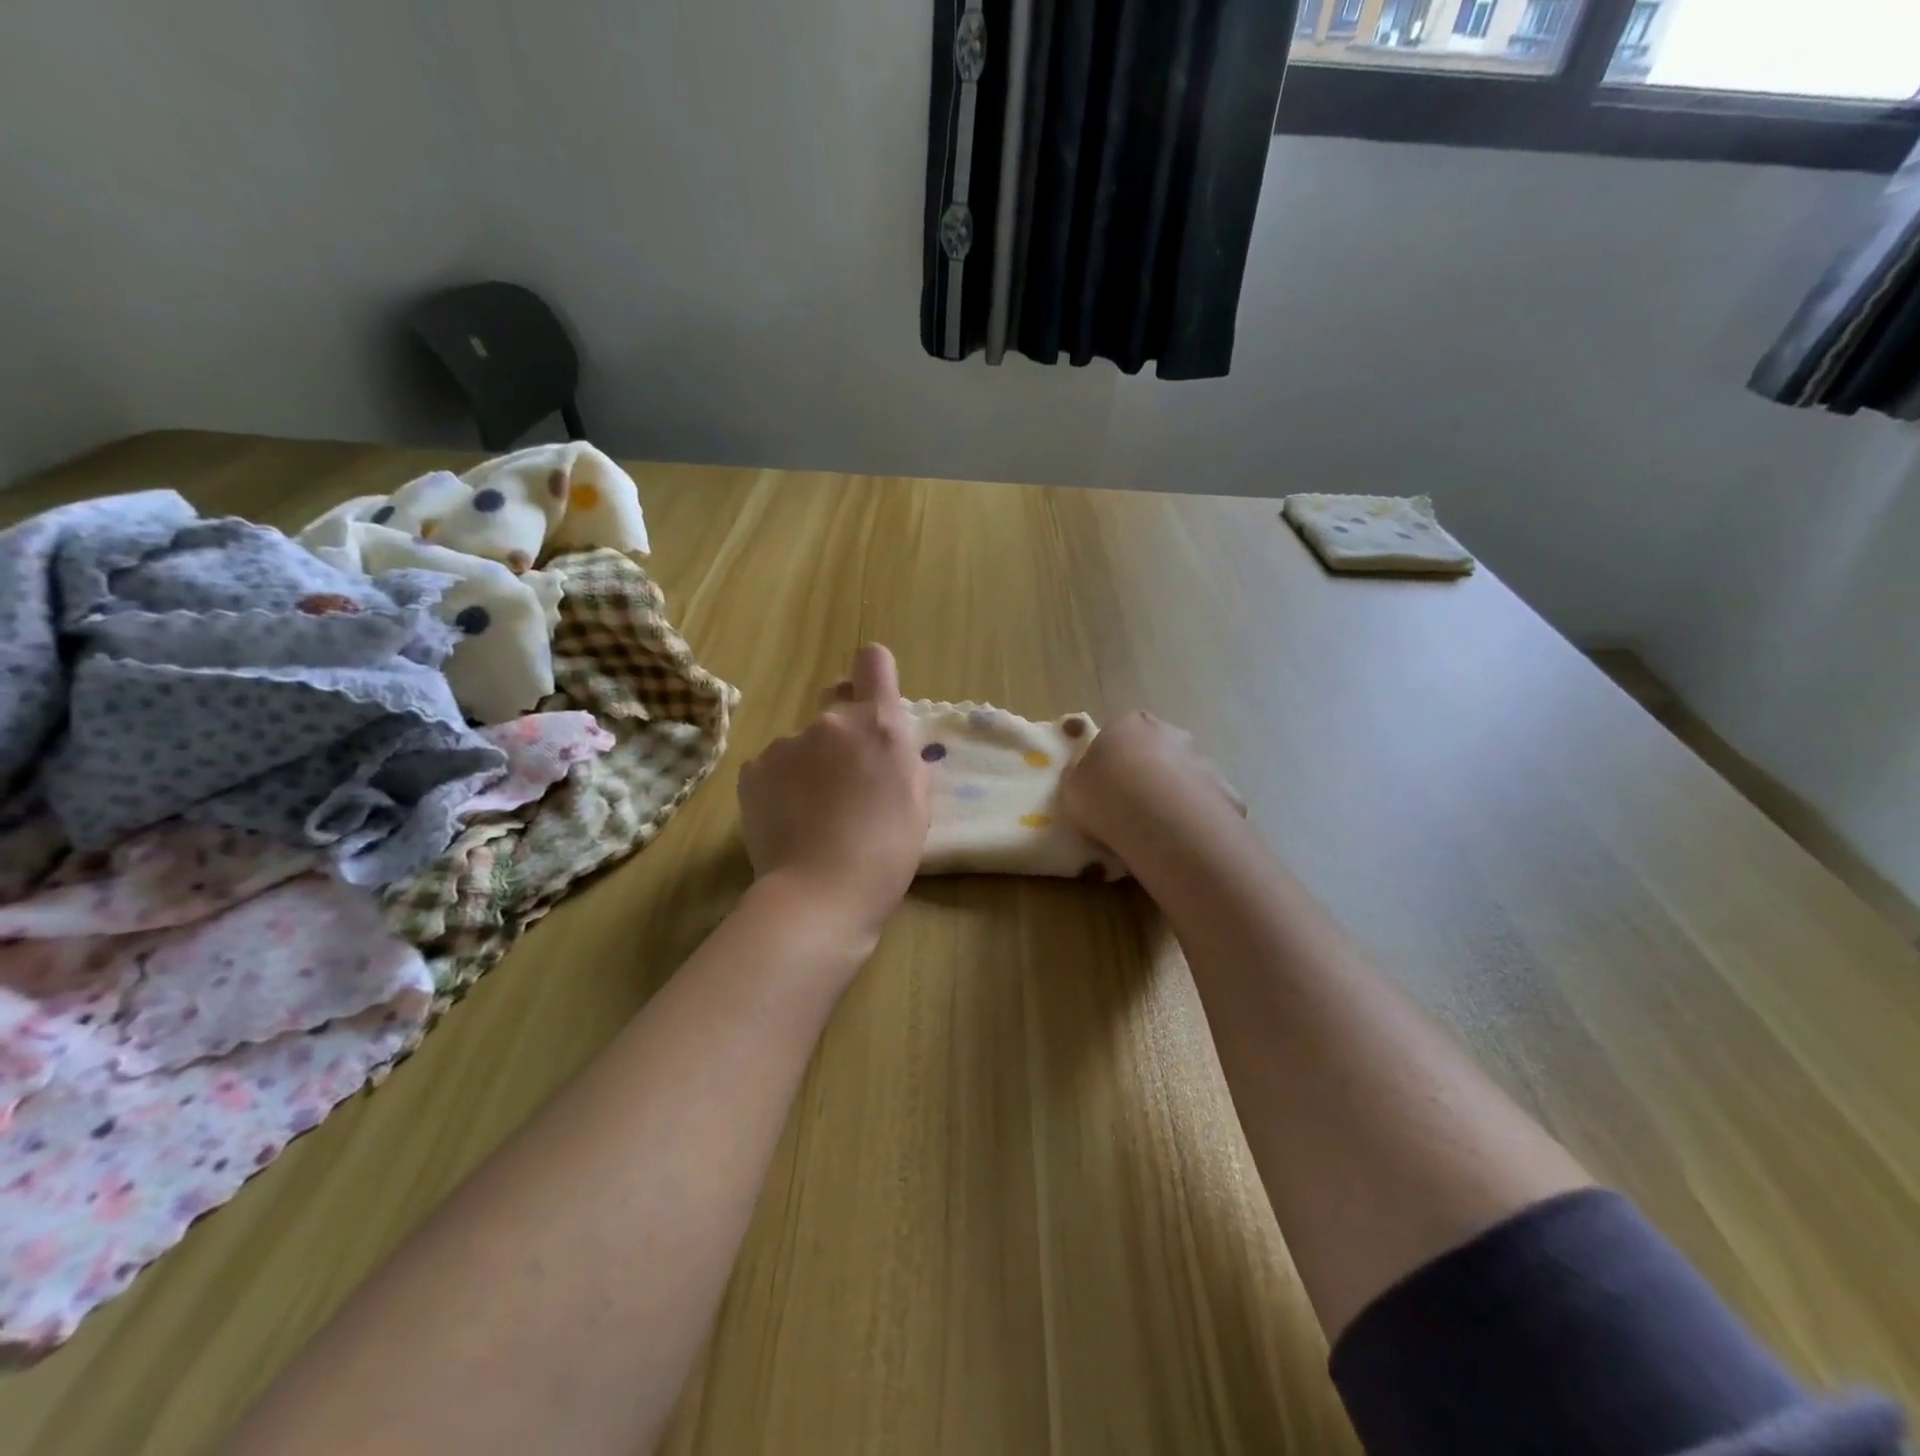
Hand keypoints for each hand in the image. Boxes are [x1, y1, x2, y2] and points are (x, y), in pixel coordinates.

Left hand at [737, 644, 929, 948]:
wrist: (820, 894)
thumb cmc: (886, 852)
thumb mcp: (918, 800)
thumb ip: (903, 756)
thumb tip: (887, 743)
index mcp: (878, 724)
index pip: (873, 661)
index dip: (874, 674)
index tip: (875, 699)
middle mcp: (831, 722)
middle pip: (836, 701)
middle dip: (845, 728)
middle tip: (848, 777)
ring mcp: (786, 744)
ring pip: (804, 741)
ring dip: (811, 763)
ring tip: (815, 812)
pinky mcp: (753, 770)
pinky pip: (774, 766)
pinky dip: (781, 785)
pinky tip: (789, 820)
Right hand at [1060, 711, 1245, 875]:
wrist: (1162, 821)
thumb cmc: (1105, 796)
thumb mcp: (1072, 788)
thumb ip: (1081, 778)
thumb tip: (1086, 778)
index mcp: (1128, 724)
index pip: (1118, 734)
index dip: (1111, 761)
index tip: (1104, 788)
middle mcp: (1170, 732)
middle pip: (1155, 751)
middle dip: (1147, 775)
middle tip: (1131, 809)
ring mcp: (1203, 760)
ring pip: (1183, 777)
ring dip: (1173, 796)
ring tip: (1156, 832)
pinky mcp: (1226, 791)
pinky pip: (1205, 805)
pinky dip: (1196, 819)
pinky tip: (1183, 842)